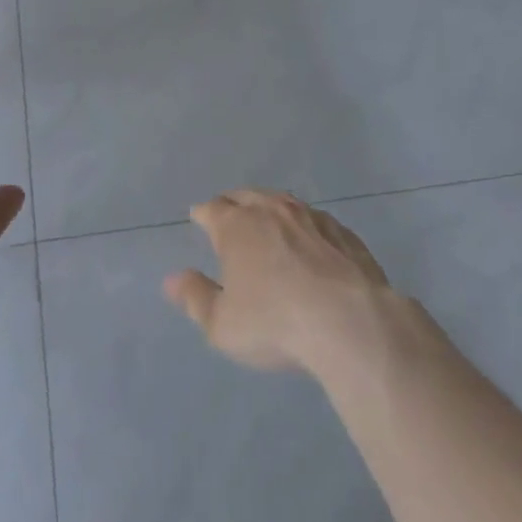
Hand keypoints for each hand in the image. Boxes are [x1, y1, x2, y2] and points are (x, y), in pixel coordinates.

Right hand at [164, 188, 390, 373]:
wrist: (350, 321)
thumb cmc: (275, 323)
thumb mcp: (223, 324)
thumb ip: (195, 298)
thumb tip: (172, 279)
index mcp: (237, 226)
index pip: (212, 209)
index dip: (203, 214)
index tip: (198, 218)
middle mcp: (271, 210)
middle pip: (246, 196)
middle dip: (233, 203)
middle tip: (228, 214)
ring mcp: (310, 217)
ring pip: (282, 201)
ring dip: (271, 208)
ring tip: (268, 219)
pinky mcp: (343, 233)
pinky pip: (317, 221)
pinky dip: (306, 226)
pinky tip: (311, 240)